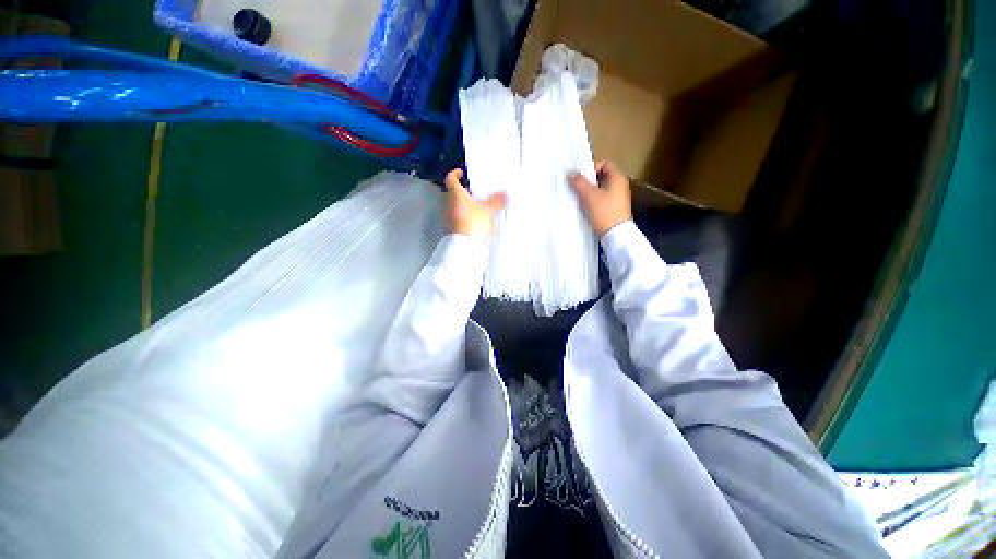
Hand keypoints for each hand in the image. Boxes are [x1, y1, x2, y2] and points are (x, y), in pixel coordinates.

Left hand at [444, 168, 506, 236]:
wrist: (465, 247)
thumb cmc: (474, 222)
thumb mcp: (488, 210)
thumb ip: (496, 201)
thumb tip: (504, 193)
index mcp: (456, 194)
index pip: (450, 179)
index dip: (454, 174)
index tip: (461, 173)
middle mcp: (448, 203)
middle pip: (452, 193)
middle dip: (462, 191)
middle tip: (473, 191)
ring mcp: (448, 217)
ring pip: (454, 205)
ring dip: (463, 204)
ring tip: (477, 206)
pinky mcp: (451, 228)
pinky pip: (456, 217)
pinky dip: (463, 215)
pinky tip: (474, 219)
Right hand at [569, 161, 631, 236]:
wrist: (615, 235)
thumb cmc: (604, 212)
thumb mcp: (588, 195)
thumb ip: (579, 182)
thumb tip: (571, 174)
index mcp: (617, 178)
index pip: (605, 164)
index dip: (592, 168)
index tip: (581, 179)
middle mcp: (620, 186)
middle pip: (601, 177)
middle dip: (588, 182)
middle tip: (577, 189)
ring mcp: (618, 199)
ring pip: (601, 190)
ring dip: (589, 193)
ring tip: (579, 200)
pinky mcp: (615, 210)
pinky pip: (602, 200)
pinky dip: (593, 202)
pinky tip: (586, 209)